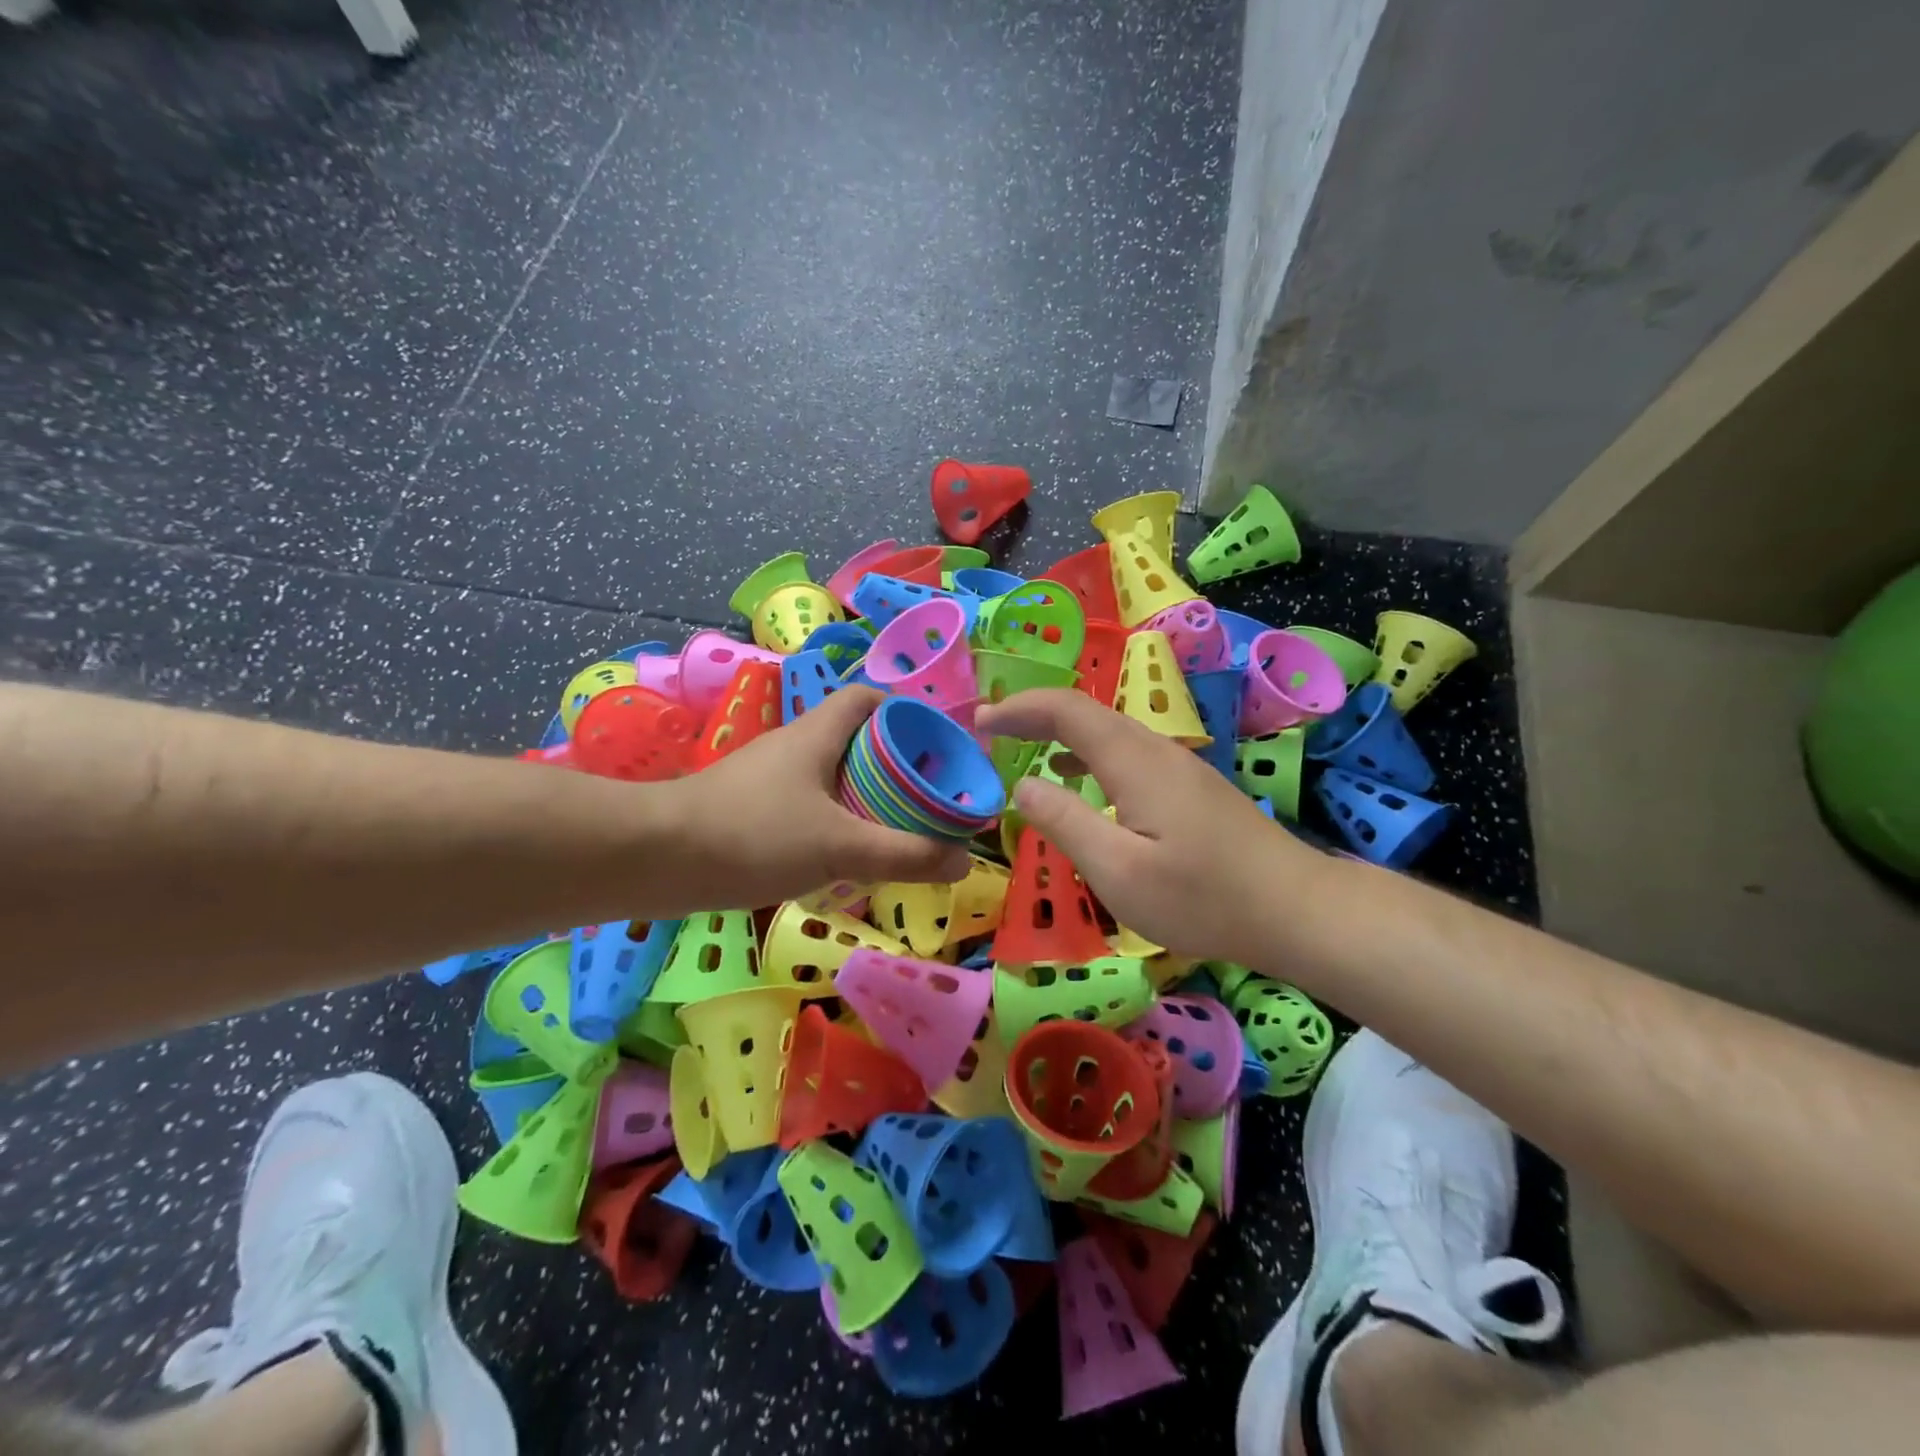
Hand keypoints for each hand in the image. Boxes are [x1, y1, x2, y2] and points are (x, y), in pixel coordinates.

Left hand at [658, 686, 970, 912]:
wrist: (656, 858)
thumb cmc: (754, 834)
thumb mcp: (839, 846)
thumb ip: (904, 853)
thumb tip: (963, 860)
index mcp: (817, 734)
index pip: (867, 698)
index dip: (905, 712)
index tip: (935, 745)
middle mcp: (793, 746)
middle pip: (854, 739)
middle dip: (892, 763)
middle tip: (924, 797)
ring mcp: (767, 778)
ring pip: (829, 776)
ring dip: (863, 795)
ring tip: (894, 829)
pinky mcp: (748, 809)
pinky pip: (805, 804)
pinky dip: (832, 820)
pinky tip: (842, 855)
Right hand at [974, 688, 1327, 967]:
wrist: (1296, 908)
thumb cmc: (1202, 897)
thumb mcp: (1119, 870)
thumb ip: (1065, 822)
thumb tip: (1022, 784)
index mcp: (1134, 760)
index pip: (1066, 710)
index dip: (1019, 707)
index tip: (979, 721)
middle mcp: (1156, 750)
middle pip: (1087, 713)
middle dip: (1034, 714)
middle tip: (990, 731)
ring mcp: (1178, 767)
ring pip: (1109, 732)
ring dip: (1061, 733)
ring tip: (1022, 748)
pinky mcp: (1190, 788)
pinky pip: (1127, 753)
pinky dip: (1089, 754)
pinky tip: (1080, 780)